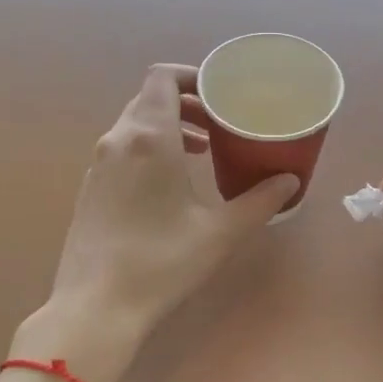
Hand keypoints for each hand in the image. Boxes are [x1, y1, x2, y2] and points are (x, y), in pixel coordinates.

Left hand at [25, 65, 298, 381]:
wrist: (96, 305)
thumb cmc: (162, 262)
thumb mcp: (220, 232)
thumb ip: (259, 201)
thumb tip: (291, 181)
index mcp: (149, 137)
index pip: (162, 77)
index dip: (192, 76)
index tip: (221, 95)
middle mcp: (118, 140)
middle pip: (150, 99)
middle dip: (187, 104)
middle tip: (221, 125)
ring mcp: (99, 165)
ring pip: (135, 125)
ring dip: (169, 128)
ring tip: (203, 152)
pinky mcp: (91, 188)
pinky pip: (123, 150)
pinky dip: (149, 150)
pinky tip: (171, 184)